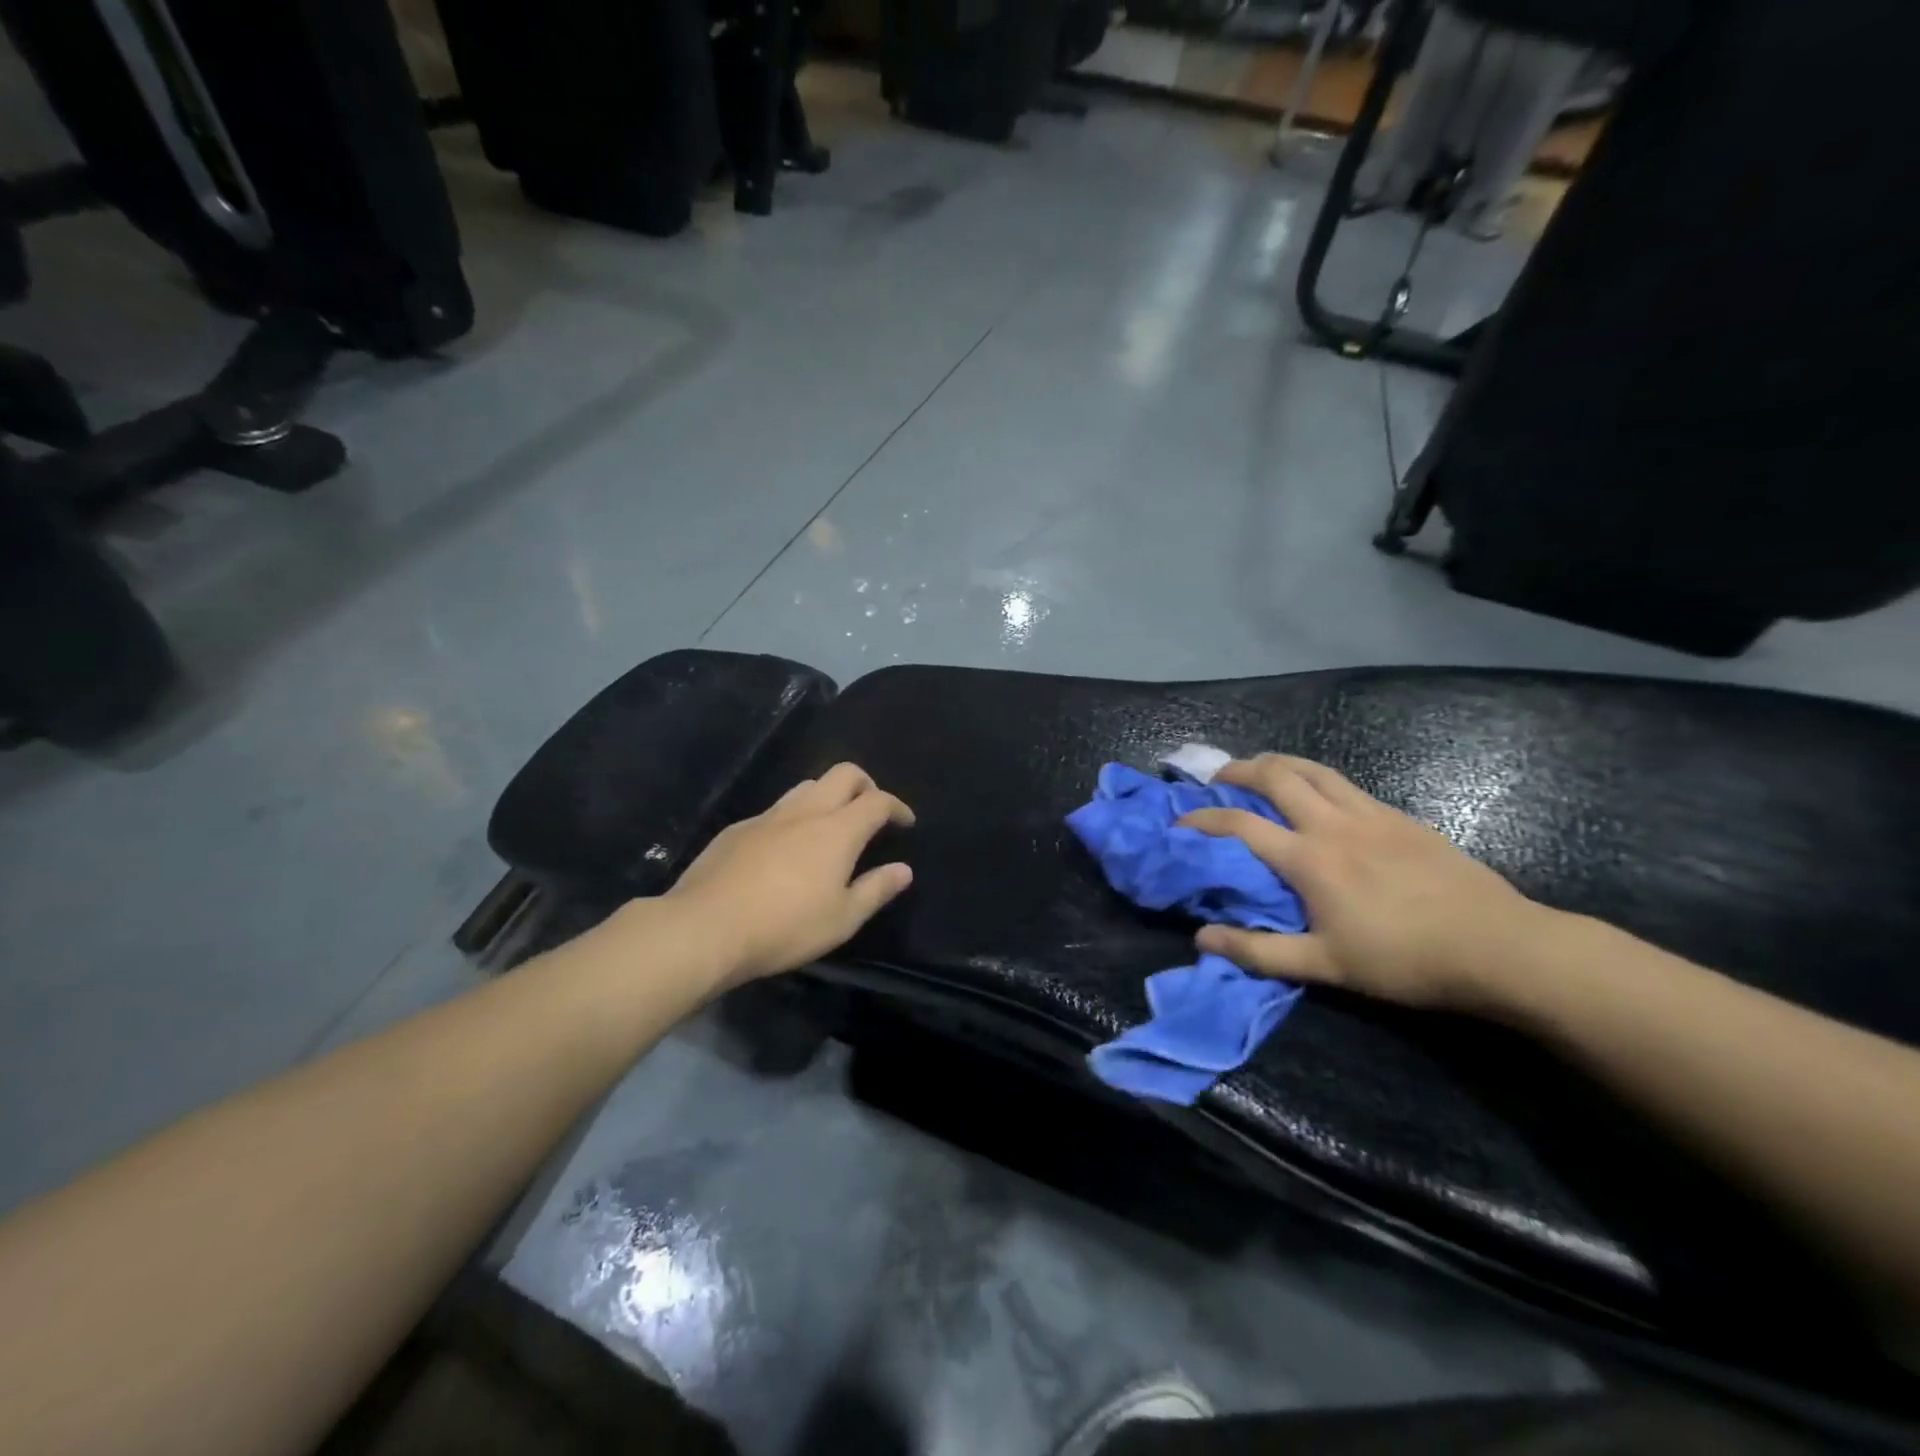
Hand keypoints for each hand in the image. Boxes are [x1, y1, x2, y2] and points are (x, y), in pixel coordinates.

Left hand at [668, 762, 914, 986]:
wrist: (705, 927)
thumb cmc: (784, 927)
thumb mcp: (841, 919)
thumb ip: (876, 890)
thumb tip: (903, 870)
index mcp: (837, 830)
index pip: (877, 801)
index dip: (897, 806)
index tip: (905, 822)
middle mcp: (805, 811)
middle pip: (843, 774)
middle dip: (865, 785)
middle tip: (871, 811)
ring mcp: (767, 816)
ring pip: (806, 786)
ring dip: (828, 796)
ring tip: (830, 827)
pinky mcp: (737, 829)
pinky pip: (775, 810)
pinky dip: (793, 818)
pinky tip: (784, 850)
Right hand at [1179, 755, 1555, 1013]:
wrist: (1498, 946)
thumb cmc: (1404, 960)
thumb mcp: (1325, 966)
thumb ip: (1258, 951)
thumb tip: (1201, 939)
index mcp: (1309, 859)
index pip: (1240, 825)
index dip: (1203, 819)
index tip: (1178, 820)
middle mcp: (1333, 824)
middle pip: (1276, 777)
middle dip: (1239, 770)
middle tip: (1218, 778)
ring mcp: (1371, 815)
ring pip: (1314, 769)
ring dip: (1278, 763)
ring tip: (1260, 768)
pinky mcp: (1401, 817)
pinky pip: (1346, 784)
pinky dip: (1317, 778)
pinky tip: (1320, 794)